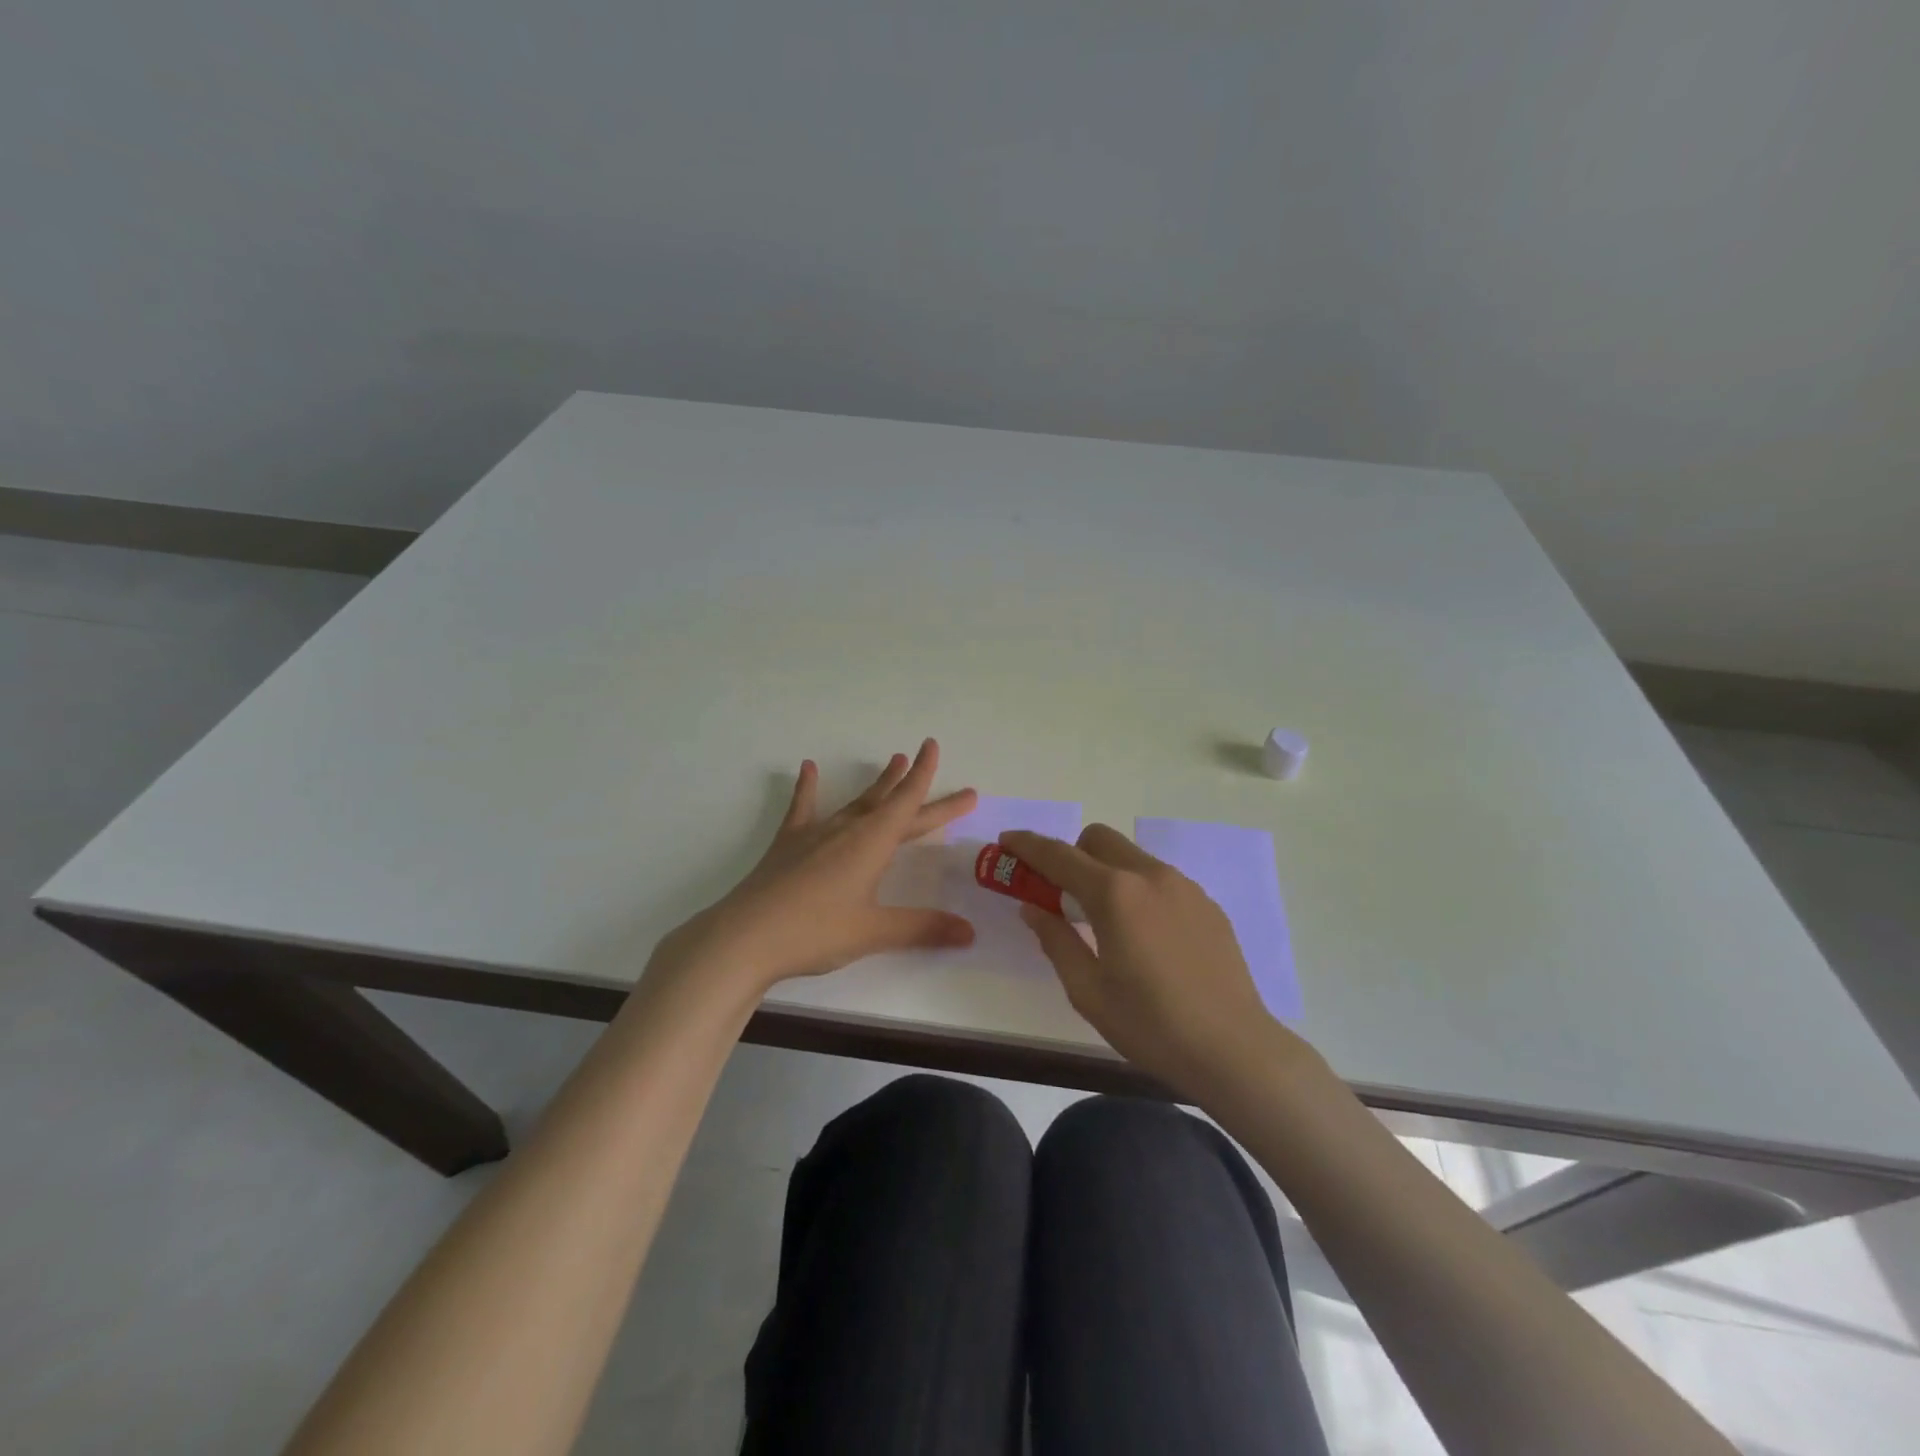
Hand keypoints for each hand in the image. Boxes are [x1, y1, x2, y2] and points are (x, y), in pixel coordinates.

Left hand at [653, 739, 979, 996]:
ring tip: (892, 760)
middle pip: (891, 803)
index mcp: (872, 844)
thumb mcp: (874, 932)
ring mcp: (815, 834)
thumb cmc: (815, 932)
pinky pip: (803, 808)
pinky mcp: (788, 844)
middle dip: (917, 787)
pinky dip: (808, 788)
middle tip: (936, 765)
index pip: (907, 803)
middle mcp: (847, 829)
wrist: (745, 937)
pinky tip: (809, 768)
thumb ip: (923, 928)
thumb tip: (970, 932)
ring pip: (855, 802)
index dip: (924, 775)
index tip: (932, 745)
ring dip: (877, 784)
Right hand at [1001, 825, 1306, 1095]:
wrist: (1234, 1049)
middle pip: (1098, 839)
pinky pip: (1159, 879)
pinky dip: (1137, 889)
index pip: (1059, 856)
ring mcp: (1184, 887)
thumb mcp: (1088, 991)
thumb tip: (1034, 908)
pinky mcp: (1206, 904)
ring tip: (1105, 922)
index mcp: (1115, 894)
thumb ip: (1056, 940)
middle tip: (1060, 894)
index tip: (1007, 842)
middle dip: (1071, 854)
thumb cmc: (1151, 1025)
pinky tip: (1145, 936)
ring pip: (1131, 856)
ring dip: (1105, 871)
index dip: (1028, 846)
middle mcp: (1150, 876)